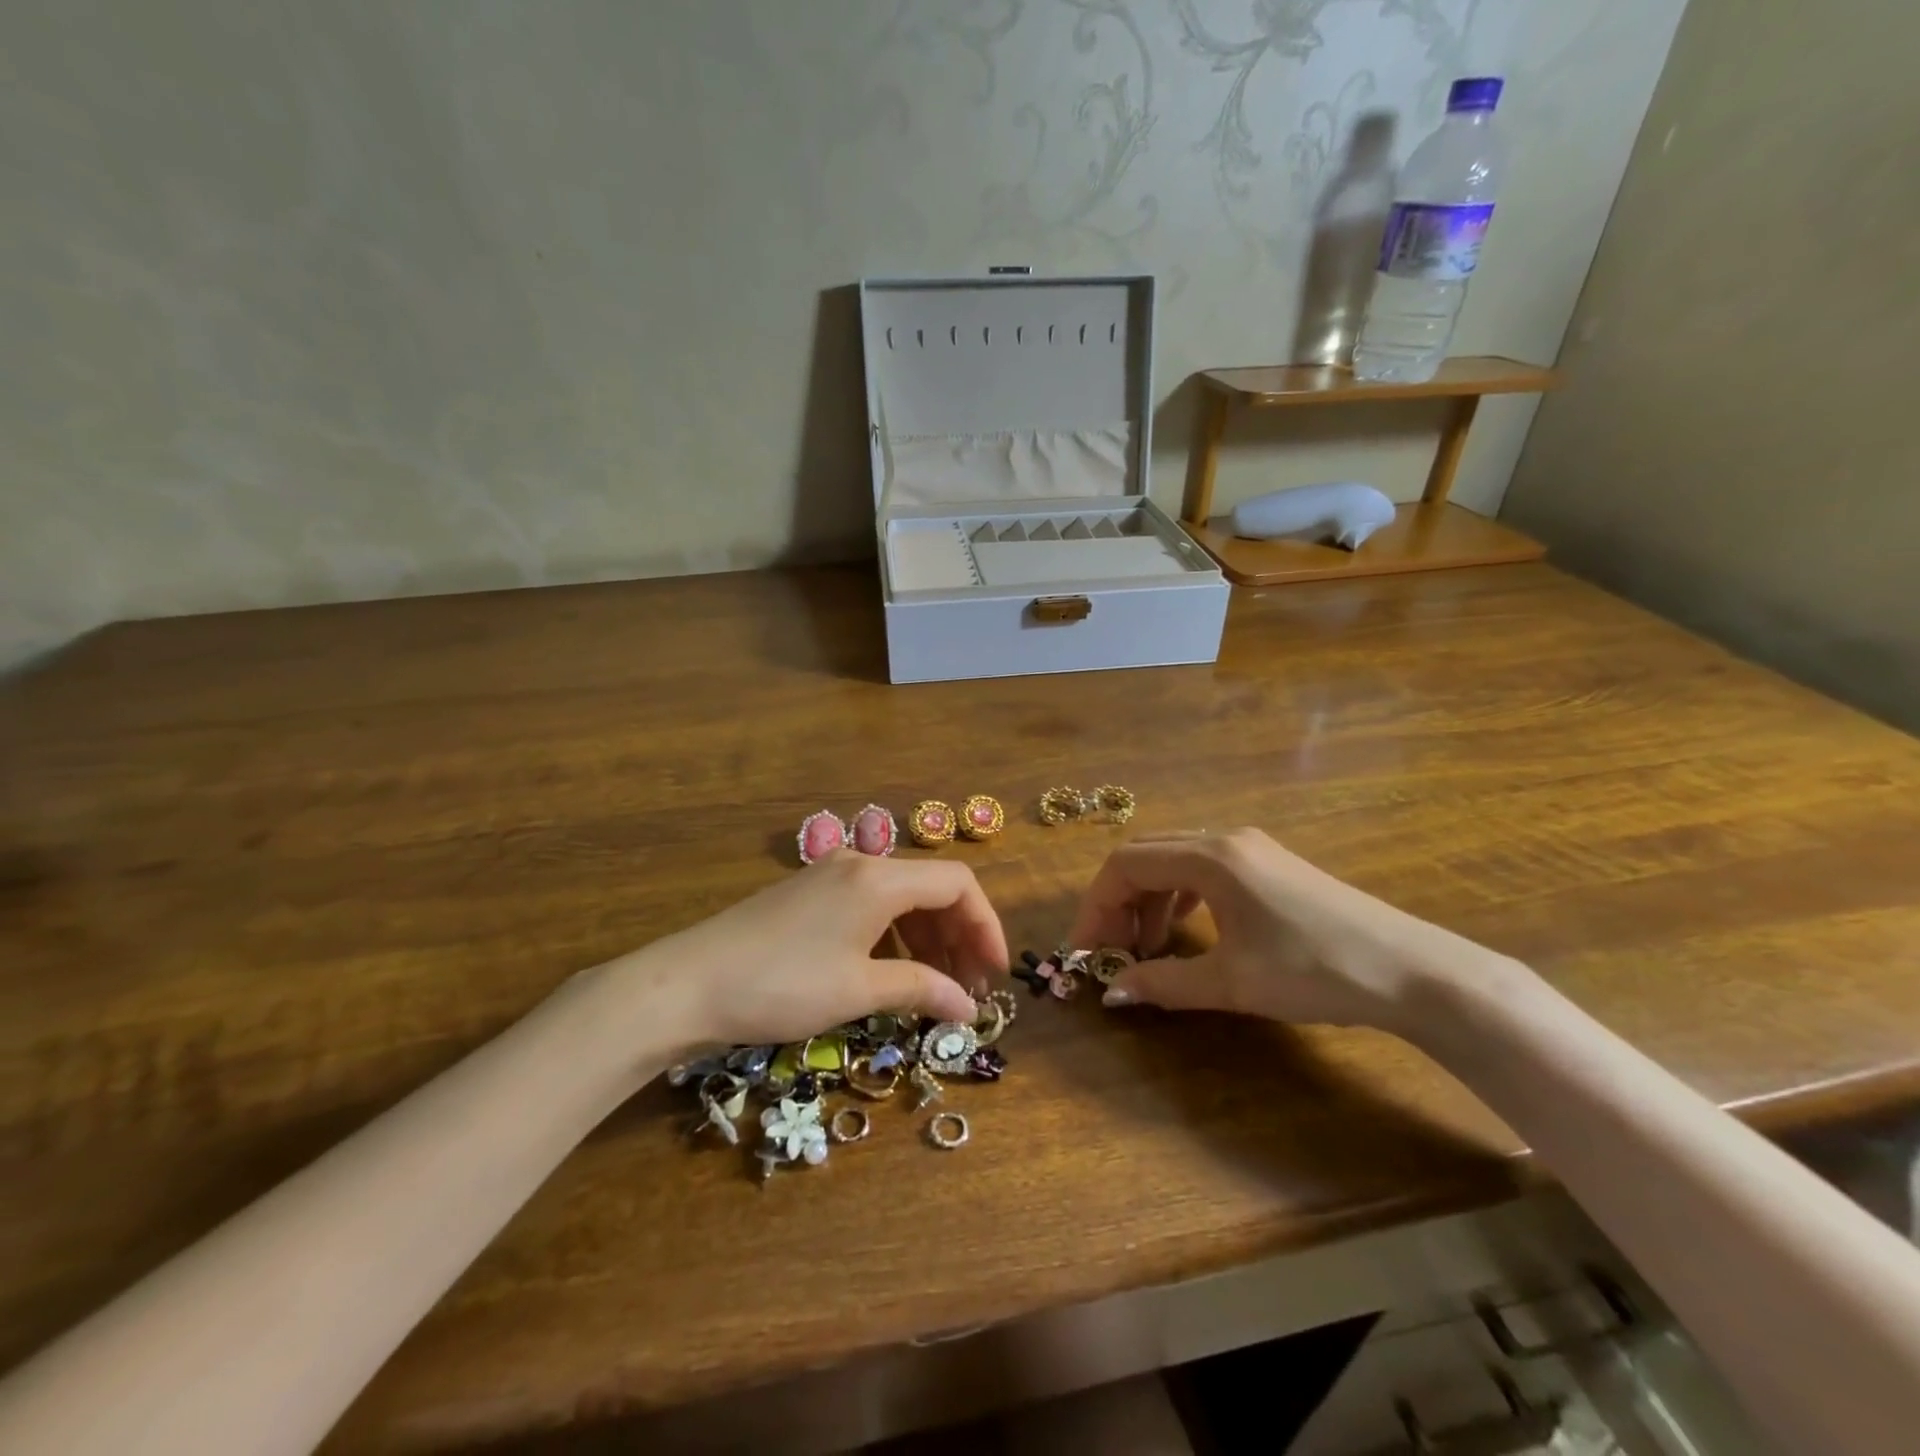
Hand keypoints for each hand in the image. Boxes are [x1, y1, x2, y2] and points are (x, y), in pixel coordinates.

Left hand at [616, 850, 1006, 1051]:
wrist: (687, 984)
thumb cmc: (782, 984)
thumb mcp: (859, 990)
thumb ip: (922, 991)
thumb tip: (968, 1006)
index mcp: (880, 877)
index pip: (958, 883)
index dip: (986, 925)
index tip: (995, 973)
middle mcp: (860, 865)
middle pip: (931, 889)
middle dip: (958, 935)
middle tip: (969, 988)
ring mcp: (830, 877)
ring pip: (900, 899)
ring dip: (927, 939)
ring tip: (936, 987)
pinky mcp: (808, 895)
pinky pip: (870, 907)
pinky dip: (894, 937)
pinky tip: (892, 973)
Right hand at [1068, 828, 1495, 1033]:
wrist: (1415, 971)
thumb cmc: (1316, 970)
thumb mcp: (1233, 983)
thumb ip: (1165, 984)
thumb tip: (1113, 993)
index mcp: (1210, 857)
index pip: (1125, 864)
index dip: (1096, 906)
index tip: (1087, 950)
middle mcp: (1225, 839)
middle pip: (1146, 856)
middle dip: (1118, 902)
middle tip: (1112, 951)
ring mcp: (1252, 849)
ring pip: (1174, 861)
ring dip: (1149, 900)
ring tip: (1148, 949)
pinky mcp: (1270, 865)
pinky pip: (1204, 870)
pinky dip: (1180, 898)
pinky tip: (1187, 933)